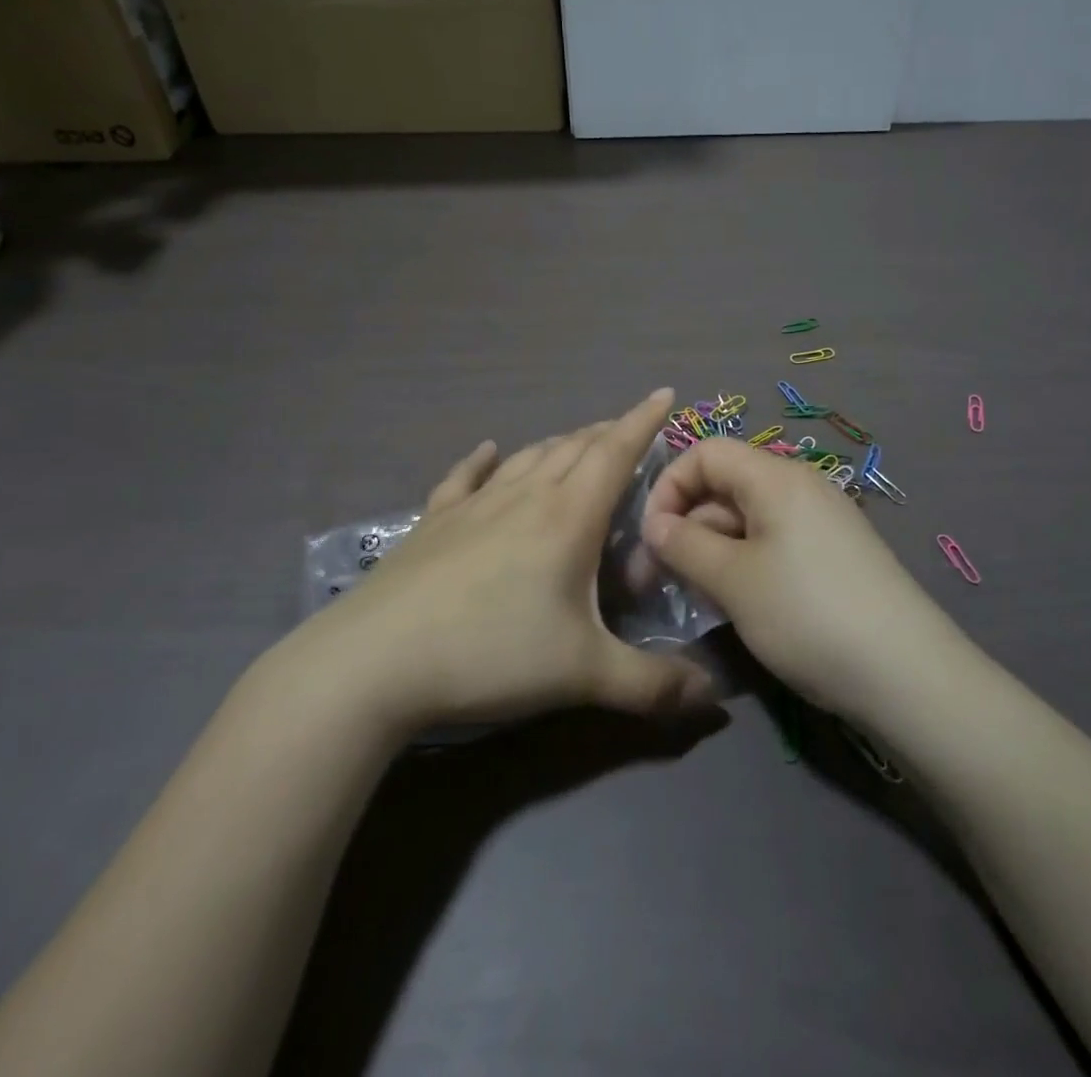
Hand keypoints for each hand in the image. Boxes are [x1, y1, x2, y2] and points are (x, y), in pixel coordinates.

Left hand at [290, 390, 720, 731]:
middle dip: (607, 432)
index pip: (615, 453)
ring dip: (559, 444)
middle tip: (628, 430)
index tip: (665, 392)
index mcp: (568, 517)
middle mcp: (524, 496)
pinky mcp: (434, 522)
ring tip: (577, 443)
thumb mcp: (583, 675)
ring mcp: (474, 505)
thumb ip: (653, 685)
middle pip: (574, 448)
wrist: (375, 661)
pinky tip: (487, 451)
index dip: (644, 421)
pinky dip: (482, 460)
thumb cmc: (491, 654)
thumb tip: (715, 698)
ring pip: (528, 457)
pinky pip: (465, 478)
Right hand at [641, 439, 957, 720]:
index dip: (669, 486)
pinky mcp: (834, 555)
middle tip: (659, 580)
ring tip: (695, 598)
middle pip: (725, 485)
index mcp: (775, 477)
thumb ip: (685, 545)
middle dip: (686, 525)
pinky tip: (736, 603)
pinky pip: (774, 543)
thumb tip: (656, 525)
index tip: (650, 536)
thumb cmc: (807, 614)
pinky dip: (743, 564)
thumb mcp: (733, 580)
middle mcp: (800, 486)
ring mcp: (821, 521)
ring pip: (747, 519)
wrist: (907, 674)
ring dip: (712, 550)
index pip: (706, 453)